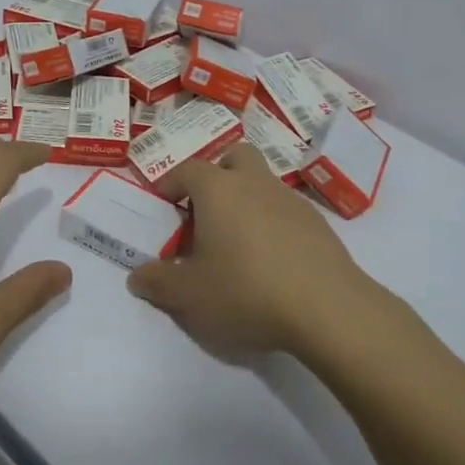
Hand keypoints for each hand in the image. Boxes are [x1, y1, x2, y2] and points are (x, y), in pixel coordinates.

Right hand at [127, 144, 379, 359]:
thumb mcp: (189, 295)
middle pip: (235, 157)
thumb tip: (137, 276)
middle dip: (218, 174)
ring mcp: (291, 200)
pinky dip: (273, 224)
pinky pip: (286, 211)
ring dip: (247, 201)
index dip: (171, 183)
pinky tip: (271, 261)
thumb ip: (158, 282)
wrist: (326, 307)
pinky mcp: (318, 224)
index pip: (188, 170)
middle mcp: (255, 182)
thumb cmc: (245, 290)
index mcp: (218, 189)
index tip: (163, 204)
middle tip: (205, 210)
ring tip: (237, 243)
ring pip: (263, 183)